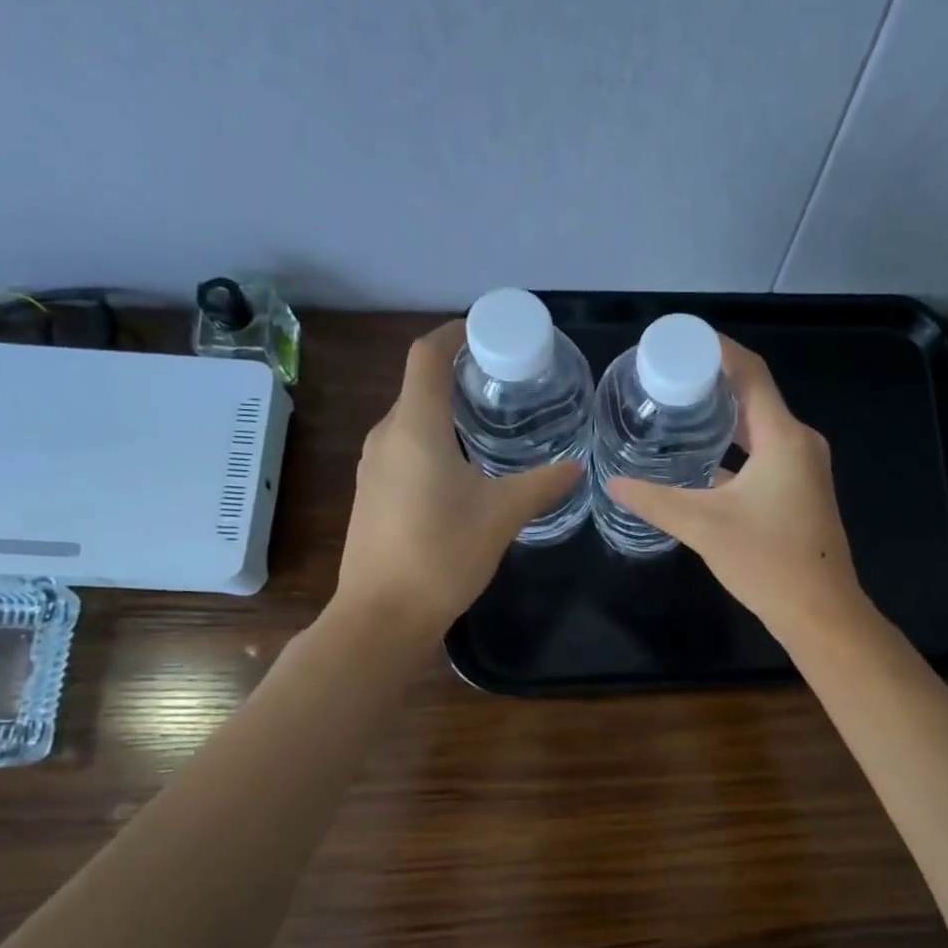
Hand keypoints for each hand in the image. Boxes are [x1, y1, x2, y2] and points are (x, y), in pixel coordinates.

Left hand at [336, 321, 581, 636]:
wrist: (382, 615)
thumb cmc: (442, 554)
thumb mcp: (502, 515)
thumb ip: (542, 485)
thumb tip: (576, 467)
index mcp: (415, 427)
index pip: (426, 355)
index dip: (454, 333)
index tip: (488, 332)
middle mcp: (386, 437)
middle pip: (420, 386)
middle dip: (460, 376)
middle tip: (507, 383)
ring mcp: (373, 467)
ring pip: (413, 421)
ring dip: (448, 413)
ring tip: (492, 424)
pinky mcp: (372, 494)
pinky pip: (405, 450)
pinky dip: (435, 443)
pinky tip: (465, 470)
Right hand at [607, 338, 865, 643]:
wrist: (820, 613)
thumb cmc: (767, 562)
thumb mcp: (703, 526)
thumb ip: (655, 501)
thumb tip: (613, 483)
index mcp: (784, 437)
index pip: (750, 373)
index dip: (716, 349)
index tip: (678, 341)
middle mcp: (799, 443)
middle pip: (754, 396)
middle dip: (711, 384)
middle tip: (664, 378)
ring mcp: (804, 468)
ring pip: (758, 428)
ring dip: (721, 418)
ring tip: (676, 411)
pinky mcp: (800, 491)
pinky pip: (764, 454)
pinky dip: (733, 450)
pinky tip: (699, 460)